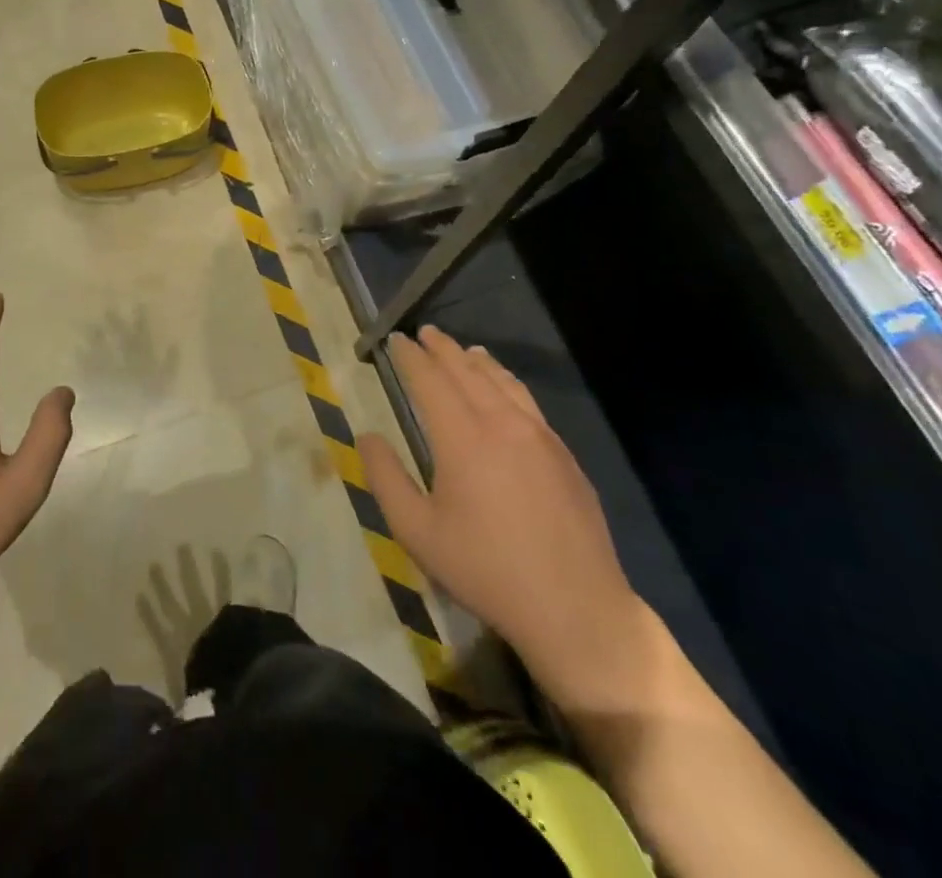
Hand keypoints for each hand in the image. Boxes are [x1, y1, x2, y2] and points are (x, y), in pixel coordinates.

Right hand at [357, 327, 655, 709]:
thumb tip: (367, 436)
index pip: (430, 380)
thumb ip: (386, 478)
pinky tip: (506, 390)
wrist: (575, 608)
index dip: (411, 357)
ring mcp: (539, 435)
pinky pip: (528, 402)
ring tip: (464, 351)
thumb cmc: (485, 570)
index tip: (397, 340)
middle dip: (442, 349)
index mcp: (462, 437)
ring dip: (477, 361)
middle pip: (467, 371)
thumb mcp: (418, 531)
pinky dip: (507, 383)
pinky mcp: (564, 454)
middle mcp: (501, 422)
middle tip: (425, 333)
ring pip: (503, 382)